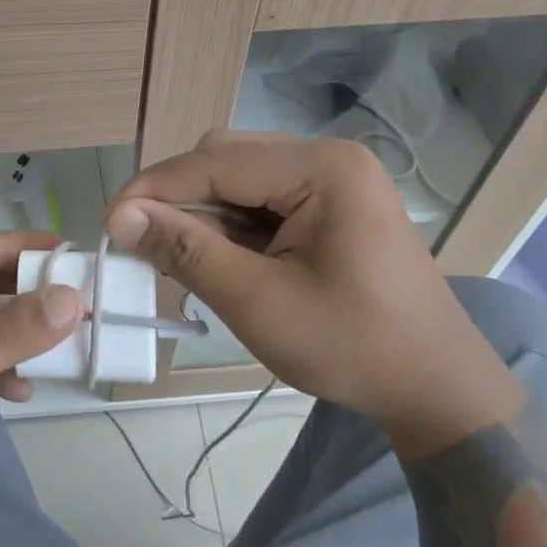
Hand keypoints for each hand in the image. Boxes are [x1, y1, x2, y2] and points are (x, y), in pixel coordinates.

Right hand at [105, 132, 519, 444]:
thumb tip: (121, 217)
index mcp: (322, 169)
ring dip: (201, 214)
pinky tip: (216, 258)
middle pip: (225, 159)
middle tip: (143, 245)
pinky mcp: (333, 204)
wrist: (437, 389)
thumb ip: (187, 251)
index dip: (153, 189)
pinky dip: (230, 225)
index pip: (214, 162)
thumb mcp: (257, 302)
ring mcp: (334, 179)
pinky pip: (263, 199)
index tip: (109, 225)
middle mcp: (329, 157)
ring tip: (176, 258)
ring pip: (239, 178)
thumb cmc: (352, 348)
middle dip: (177, 199)